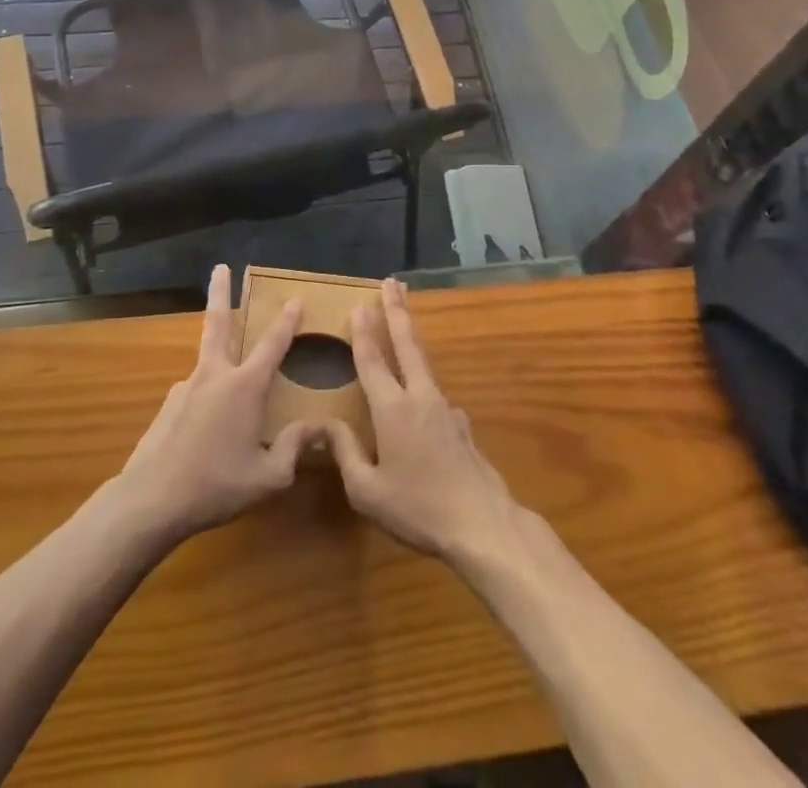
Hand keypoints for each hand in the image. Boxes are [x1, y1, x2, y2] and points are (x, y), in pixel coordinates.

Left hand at [113, 265, 316, 545]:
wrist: (150, 500)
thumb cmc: (216, 485)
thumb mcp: (268, 477)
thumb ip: (294, 448)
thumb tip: (318, 427)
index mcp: (244, 387)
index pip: (272, 345)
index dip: (287, 321)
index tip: (295, 298)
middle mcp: (214, 376)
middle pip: (219, 323)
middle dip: (221, 291)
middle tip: (220, 266)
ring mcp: (186, 388)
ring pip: (207, 361)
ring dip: (218, 355)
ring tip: (231, 391)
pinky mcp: (168, 405)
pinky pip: (195, 394)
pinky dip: (206, 400)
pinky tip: (206, 432)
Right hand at [324, 278, 523, 565]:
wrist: (483, 525)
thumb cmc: (418, 508)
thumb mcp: (367, 491)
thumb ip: (345, 453)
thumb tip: (325, 425)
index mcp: (393, 409)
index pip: (372, 361)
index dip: (363, 332)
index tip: (358, 305)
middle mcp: (420, 397)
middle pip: (407, 343)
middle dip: (398, 310)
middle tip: (393, 282)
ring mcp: (445, 408)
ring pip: (424, 364)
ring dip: (411, 338)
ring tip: (403, 324)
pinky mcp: (461, 425)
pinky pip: (435, 396)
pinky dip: (423, 385)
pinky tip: (421, 402)